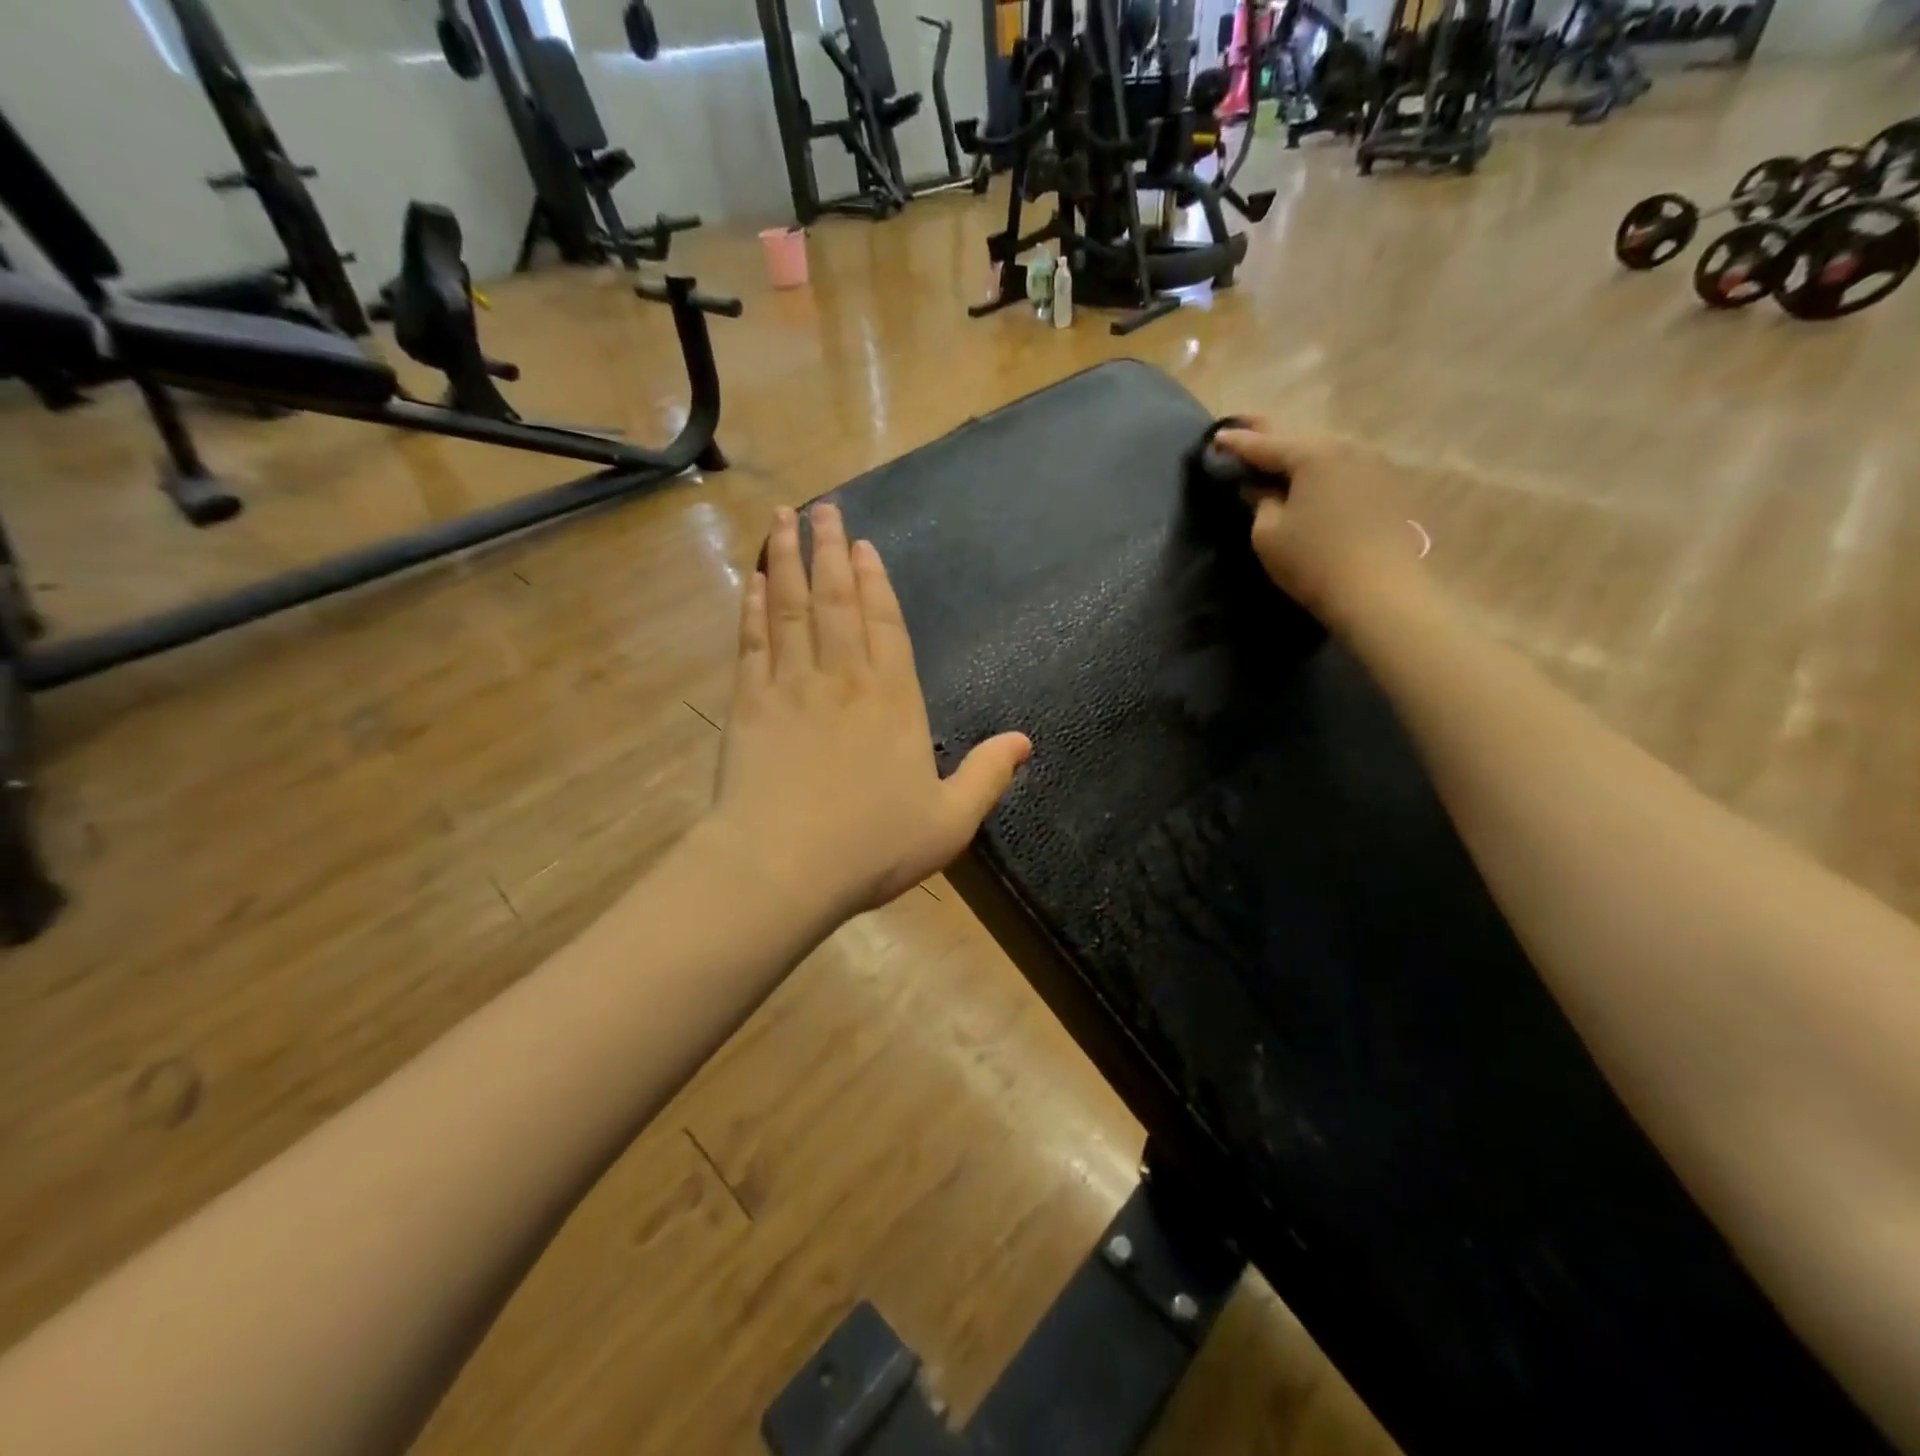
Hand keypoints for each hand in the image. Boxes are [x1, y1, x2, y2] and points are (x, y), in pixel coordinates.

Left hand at [707, 503, 1031, 925]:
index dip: (876, 582)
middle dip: (831, 549)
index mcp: (894, 700)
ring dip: (788, 559)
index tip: (865, 545)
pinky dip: (753, 606)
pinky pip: (752, 641)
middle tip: (824, 507)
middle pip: (836, 600)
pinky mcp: (748, 703)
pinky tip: (753, 580)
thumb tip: (1026, 741)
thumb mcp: (949, 820)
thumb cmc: (872, 846)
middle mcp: (843, 678)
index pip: (886, 624)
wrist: (782, 866)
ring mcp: (791, 686)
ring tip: (783, 517)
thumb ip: (987, 775)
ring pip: (791, 607)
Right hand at [1214, 423, 1426, 627]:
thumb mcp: (1267, 533)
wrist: (1381, 592)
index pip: (1265, 444)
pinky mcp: (1388, 486)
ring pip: (1325, 451)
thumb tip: (1258, 487)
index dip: (1237, 443)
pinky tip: (1311, 479)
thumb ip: (1258, 502)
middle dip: (1271, 436)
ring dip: (1300, 453)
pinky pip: (1344, 467)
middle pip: (1300, 438)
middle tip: (1246, 427)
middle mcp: (1347, 447)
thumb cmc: (1313, 560)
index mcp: (1313, 454)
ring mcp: (1374, 464)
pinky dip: (1322, 470)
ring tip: (1277, 456)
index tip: (1216, 437)